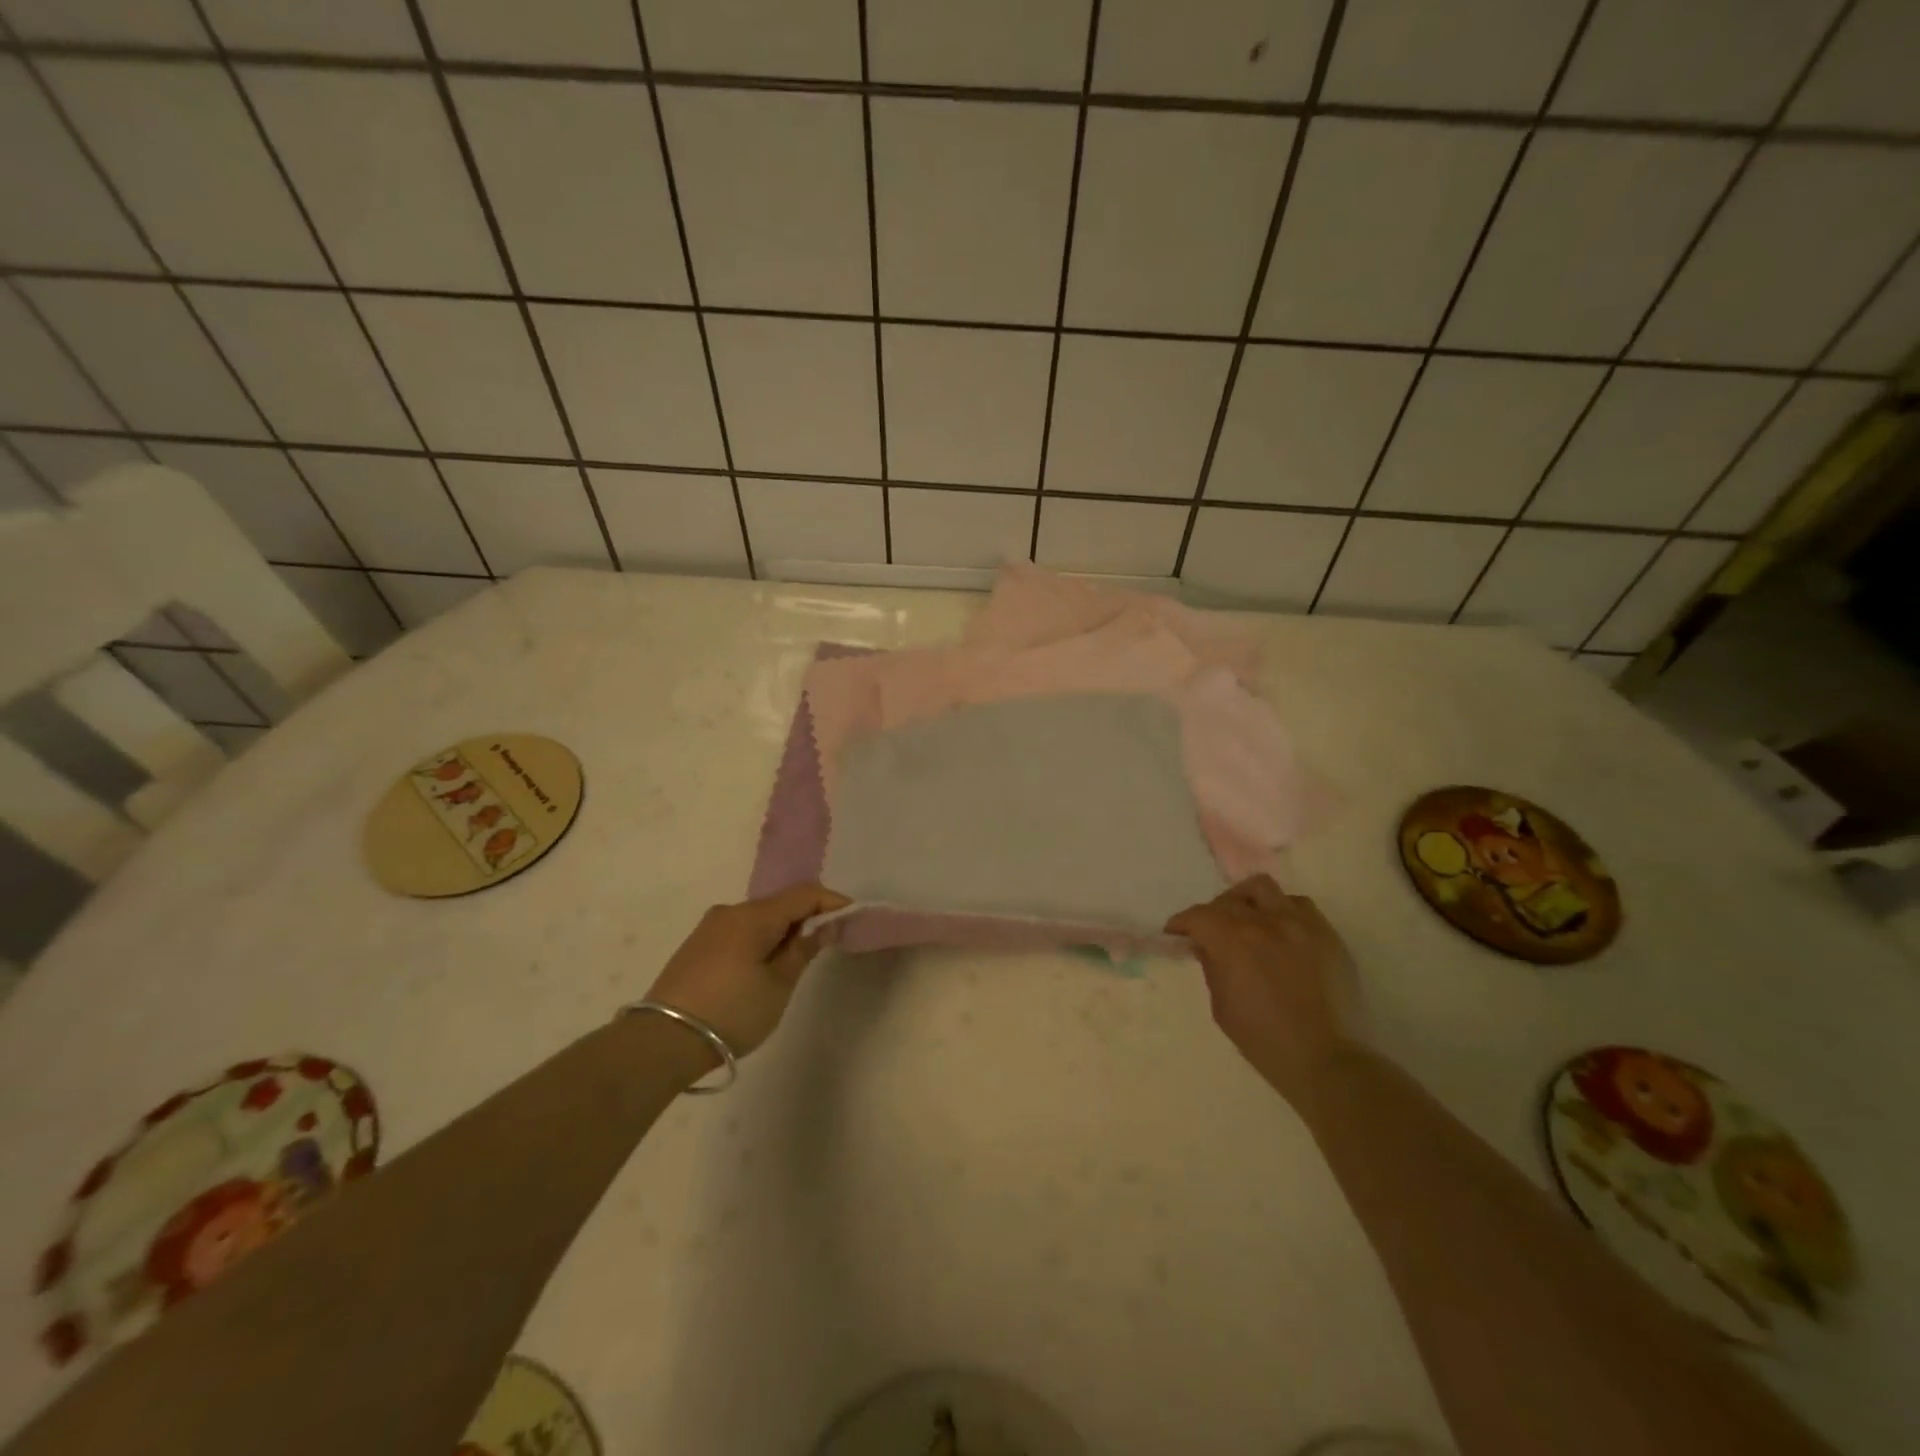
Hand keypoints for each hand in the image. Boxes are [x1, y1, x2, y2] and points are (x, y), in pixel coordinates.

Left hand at [645, 884, 850, 1058]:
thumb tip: (824, 925)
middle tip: (826, 945)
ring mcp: (709, 928)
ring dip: (781, 932)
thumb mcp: (778, 985)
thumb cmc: (731, 1012)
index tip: (852, 917)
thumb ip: (803, 950)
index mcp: (754, 915)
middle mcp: (731, 911)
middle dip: (806, 918)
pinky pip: (739, 932)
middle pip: (780, 904)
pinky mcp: (696, 946)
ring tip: (793, 963)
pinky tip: (762, 968)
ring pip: (758, 919)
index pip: (804, 894)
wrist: (662, 1041)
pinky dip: (759, 941)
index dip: (831, 902)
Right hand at [1166, 875, 1360, 1106]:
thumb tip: (1206, 946)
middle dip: (1212, 913)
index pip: (1198, 915)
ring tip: (1248, 920)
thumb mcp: (1222, 1007)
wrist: (1327, 1059)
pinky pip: (1299, 905)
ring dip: (1247, 901)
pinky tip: (1282, 932)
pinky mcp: (1327, 934)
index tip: (1176, 932)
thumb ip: (1212, 968)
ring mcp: (1299, 924)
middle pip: (1228, 899)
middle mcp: (1265, 922)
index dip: (1182, 922)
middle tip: (1211, 931)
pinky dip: (1282, 911)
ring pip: (1264, 889)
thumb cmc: (1265, 1040)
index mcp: (1233, 941)